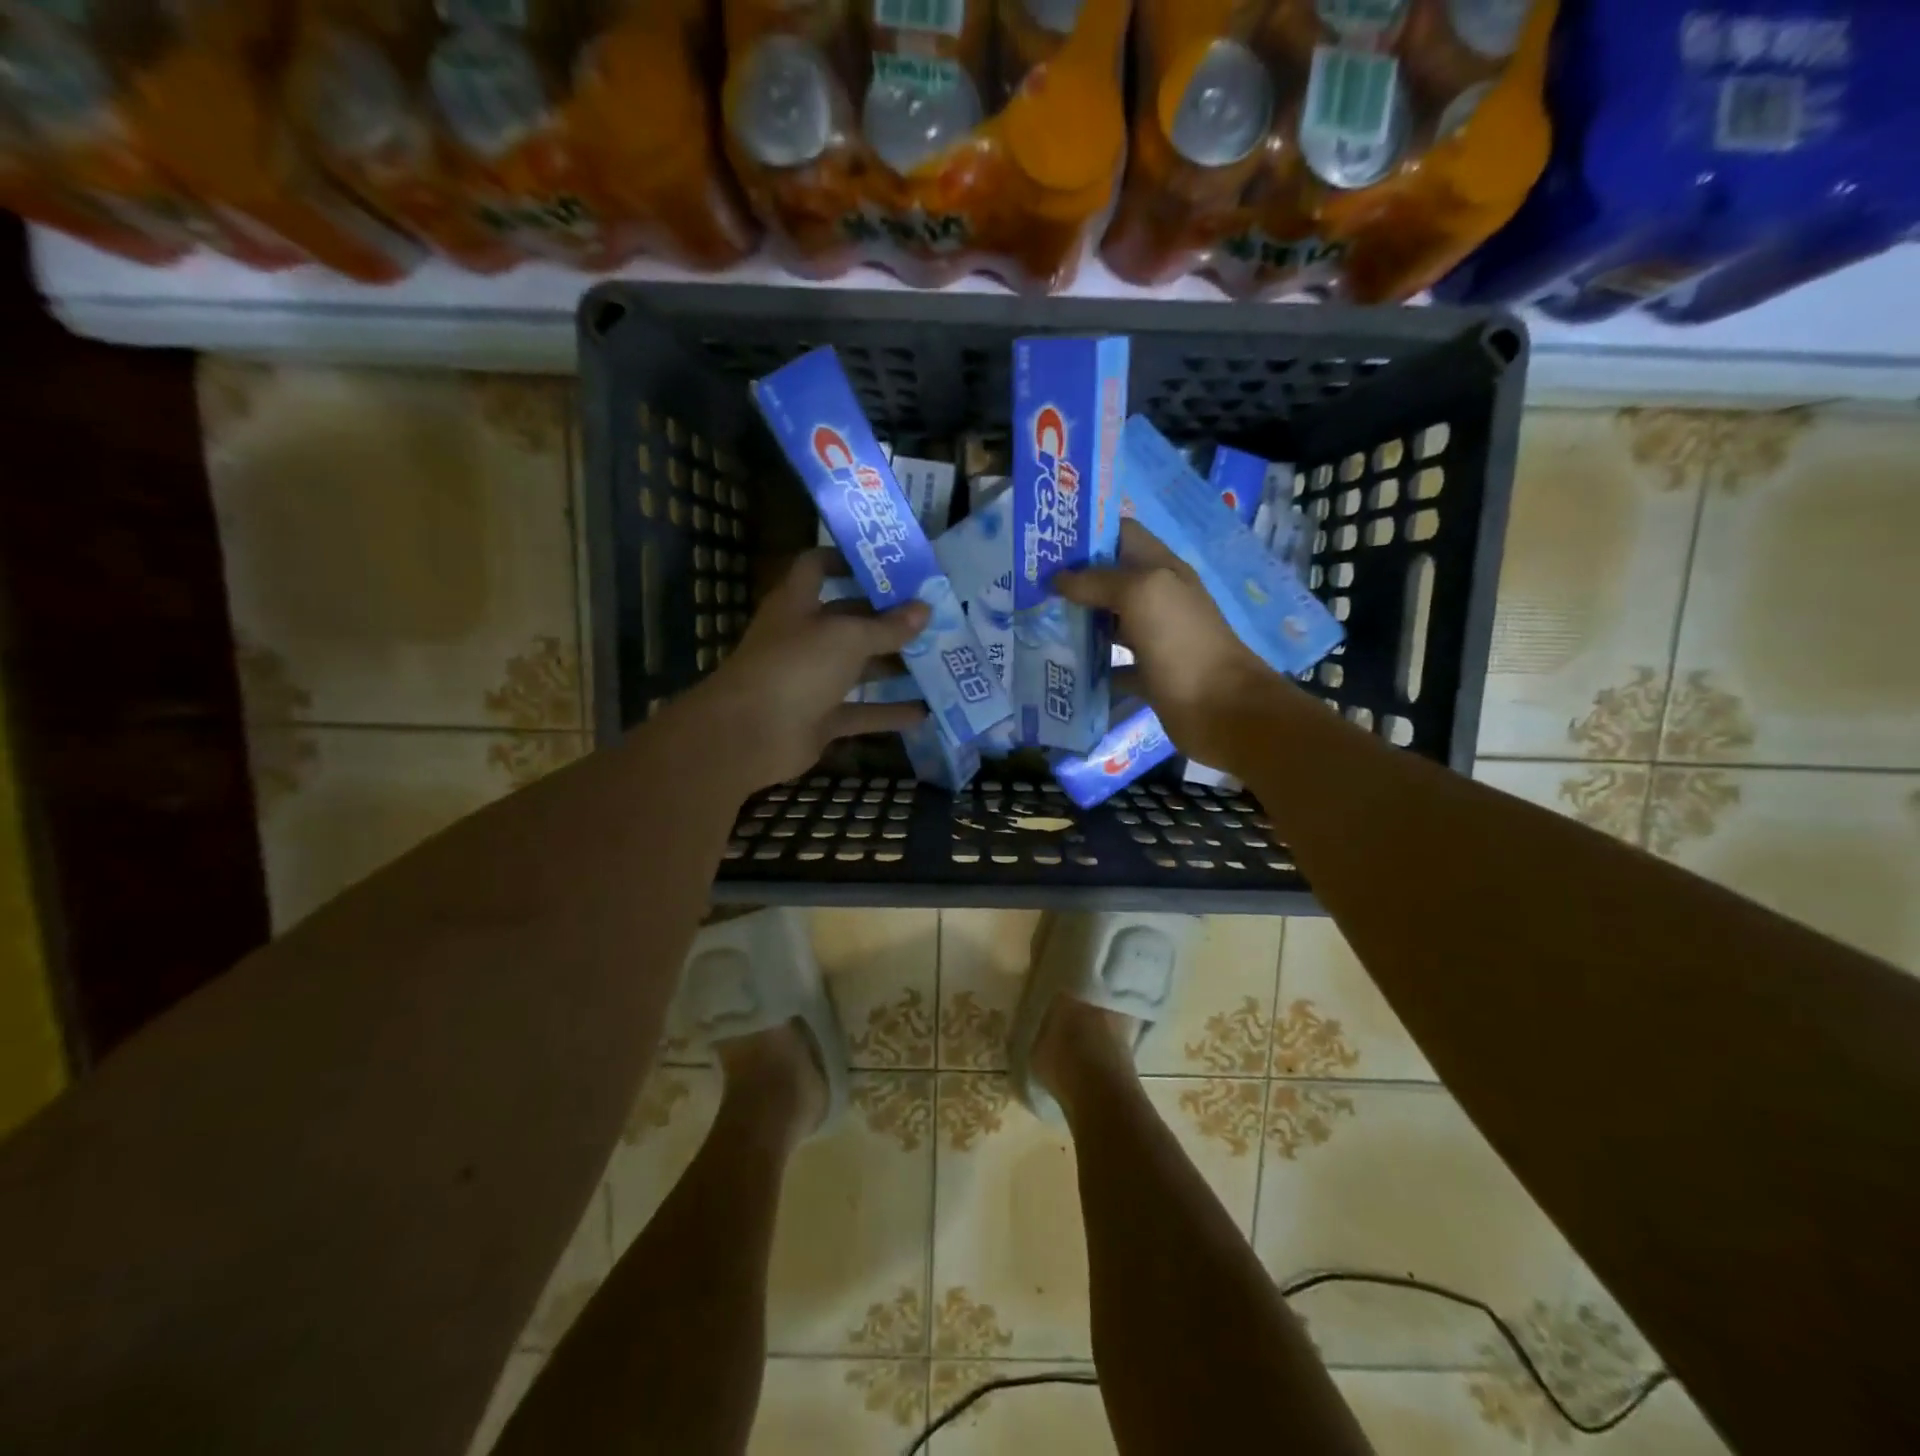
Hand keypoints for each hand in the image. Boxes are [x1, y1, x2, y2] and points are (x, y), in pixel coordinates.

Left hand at [688, 549, 929, 790]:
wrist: (750, 734)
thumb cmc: (796, 667)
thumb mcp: (847, 638)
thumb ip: (888, 627)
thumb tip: (924, 609)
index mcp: (799, 603)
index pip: (818, 567)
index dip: (848, 559)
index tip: (889, 563)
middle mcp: (805, 637)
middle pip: (850, 620)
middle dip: (889, 618)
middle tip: (934, 616)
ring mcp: (812, 680)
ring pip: (859, 669)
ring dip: (895, 666)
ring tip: (940, 661)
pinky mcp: (821, 718)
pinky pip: (862, 712)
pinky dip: (889, 713)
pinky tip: (926, 713)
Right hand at [1057, 519, 1289, 768]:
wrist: (1222, 709)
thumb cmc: (1183, 643)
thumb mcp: (1142, 595)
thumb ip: (1099, 581)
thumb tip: (1058, 579)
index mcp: (1161, 570)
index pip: (1122, 535)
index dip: (1087, 533)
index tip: (1046, 543)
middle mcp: (1157, 599)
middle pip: (1110, 579)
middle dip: (1073, 580)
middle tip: (1029, 586)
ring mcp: (1154, 638)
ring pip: (1108, 622)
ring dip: (1076, 622)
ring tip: (1034, 622)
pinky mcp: (1148, 674)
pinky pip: (1112, 666)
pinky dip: (1089, 667)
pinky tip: (1060, 667)